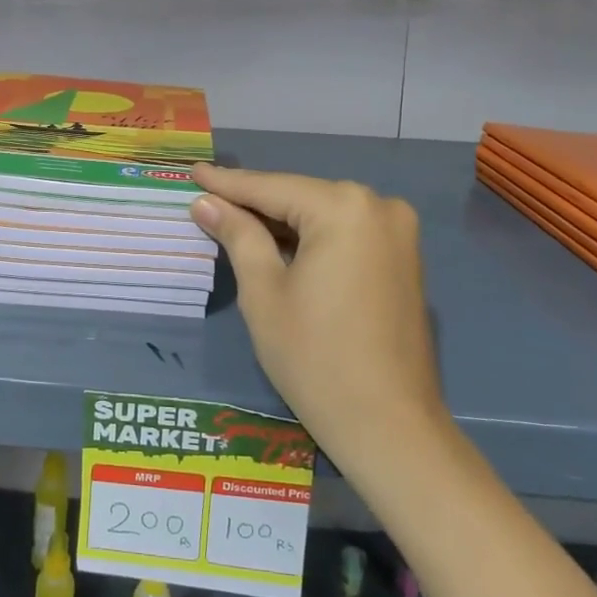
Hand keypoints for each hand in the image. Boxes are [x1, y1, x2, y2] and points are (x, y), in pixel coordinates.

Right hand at [191, 164, 444, 464]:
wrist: (389, 426)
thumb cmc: (314, 358)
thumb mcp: (263, 292)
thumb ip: (238, 235)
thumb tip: (206, 202)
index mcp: (343, 208)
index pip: (270, 188)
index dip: (227, 183)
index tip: (192, 171)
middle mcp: (378, 206)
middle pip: (300, 196)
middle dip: (254, 200)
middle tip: (207, 197)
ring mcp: (398, 232)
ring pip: (322, 214)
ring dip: (281, 220)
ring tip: (232, 216)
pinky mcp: (404, 258)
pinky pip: (345, 233)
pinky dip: (310, 237)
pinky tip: (277, 242)